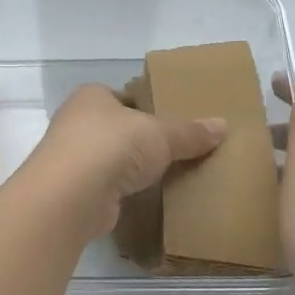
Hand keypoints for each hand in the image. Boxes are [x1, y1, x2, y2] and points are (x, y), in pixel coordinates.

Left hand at [17, 84, 225, 240]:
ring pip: (109, 158)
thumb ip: (189, 132)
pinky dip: (123, 191)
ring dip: (130, 168)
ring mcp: (71, 157)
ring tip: (165, 176)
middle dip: (139, 140)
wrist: (70, 195)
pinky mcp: (74, 191)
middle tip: (175, 150)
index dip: (145, 106)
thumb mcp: (159, 134)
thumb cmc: (112, 145)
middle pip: (116, 128)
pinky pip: (106, 186)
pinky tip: (145, 198)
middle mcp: (76, 121)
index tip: (170, 121)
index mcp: (91, 95)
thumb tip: (223, 126)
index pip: (122, 96)